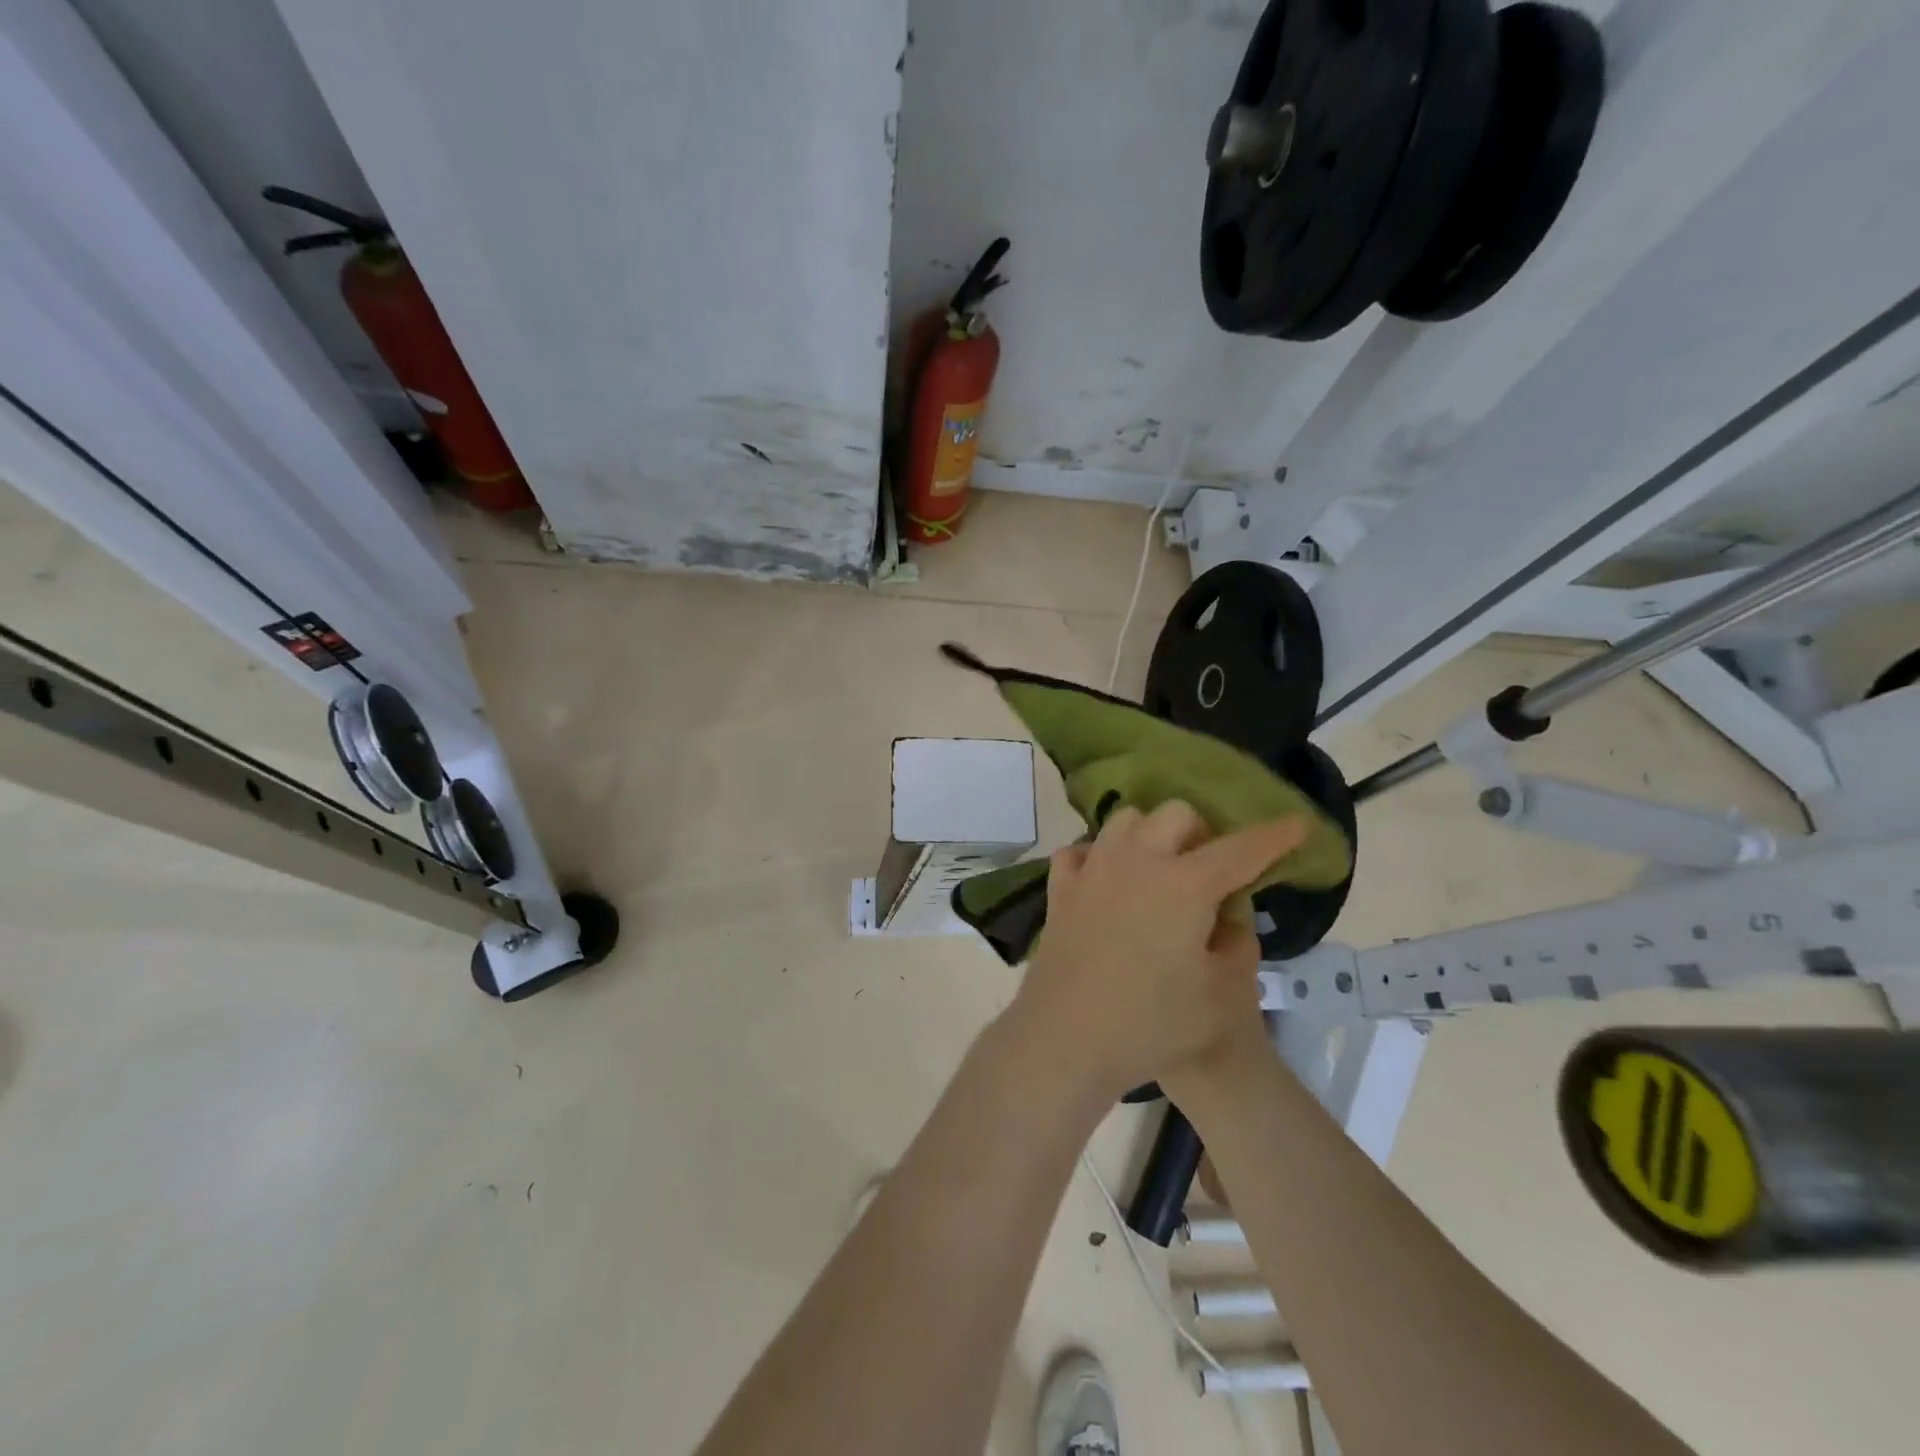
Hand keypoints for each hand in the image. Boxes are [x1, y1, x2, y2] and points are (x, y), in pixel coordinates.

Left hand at [1008, 801, 1305, 1102]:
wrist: (1067, 1038)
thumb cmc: (1151, 1024)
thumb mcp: (1222, 996)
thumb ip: (1237, 945)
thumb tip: (1229, 913)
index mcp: (1185, 885)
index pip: (1241, 849)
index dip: (1275, 836)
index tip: (1298, 823)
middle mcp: (1137, 861)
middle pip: (1177, 814)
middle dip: (1203, 832)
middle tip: (1210, 869)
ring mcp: (1093, 869)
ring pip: (1126, 820)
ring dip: (1151, 834)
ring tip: (1160, 869)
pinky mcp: (1060, 888)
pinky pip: (1082, 850)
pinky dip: (1100, 856)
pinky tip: (1108, 881)